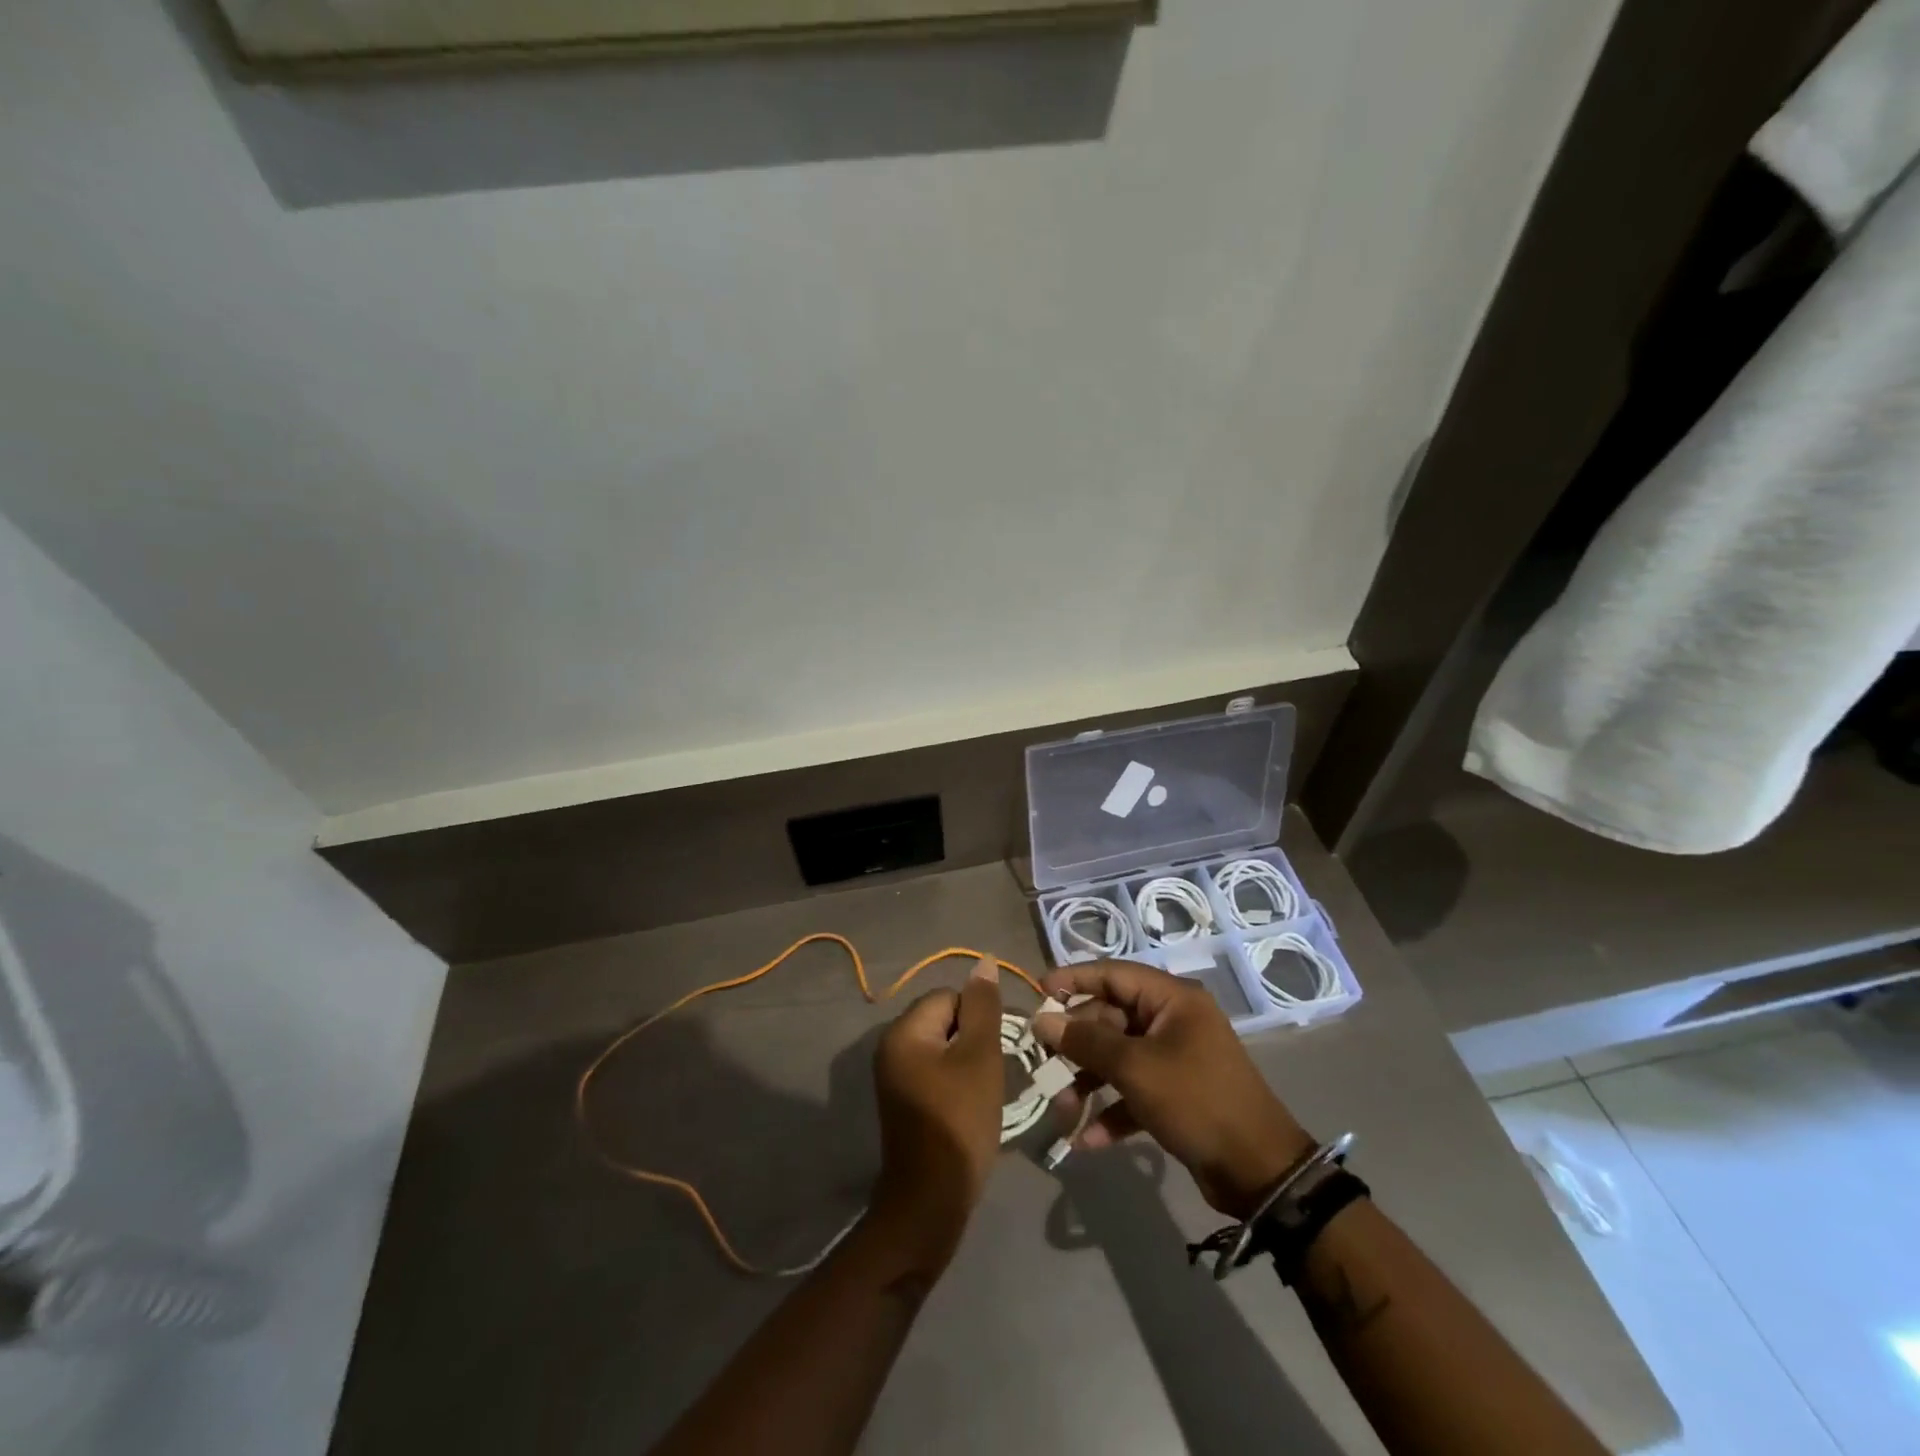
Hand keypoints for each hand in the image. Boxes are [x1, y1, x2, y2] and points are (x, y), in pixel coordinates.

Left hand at [869, 956, 1004, 1261]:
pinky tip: (969, 1106)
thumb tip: (986, 961)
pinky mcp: (903, 1100)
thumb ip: (984, 1007)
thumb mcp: (980, 1058)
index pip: (950, 997)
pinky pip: (934, 1071)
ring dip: (967, 1062)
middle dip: (973, 1040)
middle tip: (991, 1073)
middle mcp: (891, 1046)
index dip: (979, 1018)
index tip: (996, 1050)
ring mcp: (894, 1075)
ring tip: (982, 1091)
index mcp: (904, 1031)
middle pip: (944, 1019)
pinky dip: (955, 1081)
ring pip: (943, 1047)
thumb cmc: (959, 1122)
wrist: (931, 1200)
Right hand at [1034, 962, 1315, 1217]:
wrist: (1258, 1171)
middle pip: (1110, 1018)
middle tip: (1043, 1063)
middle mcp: (1172, 1021)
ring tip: (1062, 1111)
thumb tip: (1042, 1019)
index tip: (1038, 991)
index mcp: (1172, 1000)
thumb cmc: (1196, 1101)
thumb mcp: (1136, 1069)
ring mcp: (1174, 1058)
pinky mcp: (1174, 1094)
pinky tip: (1085, 1141)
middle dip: (1076, 1045)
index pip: (1113, 974)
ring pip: (1117, 1058)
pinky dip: (1110, 1111)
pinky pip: (1132, 1091)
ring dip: (1087, 1082)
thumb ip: (1085, 1041)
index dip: (1074, 979)